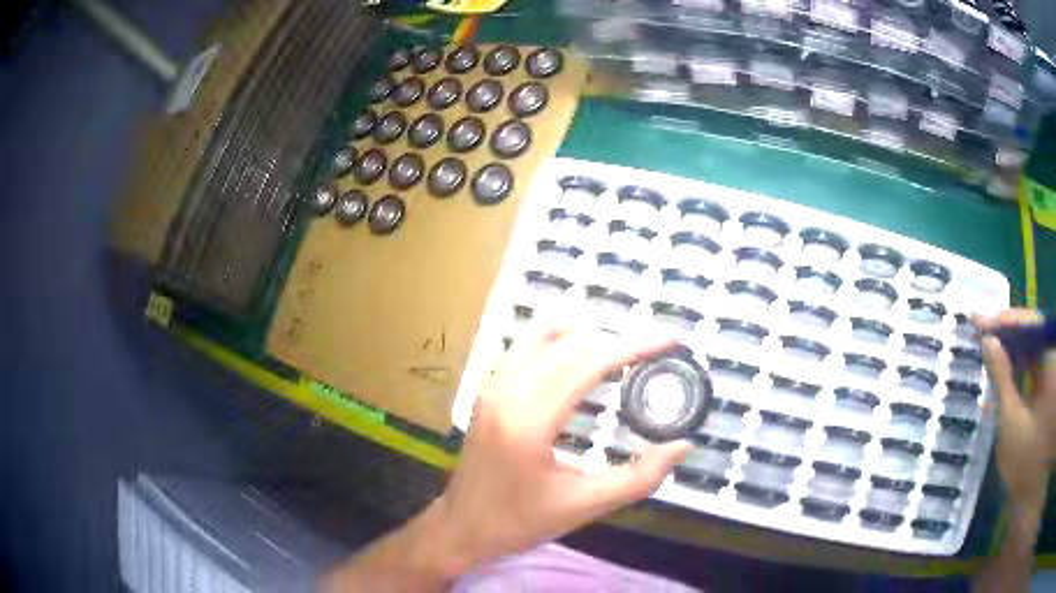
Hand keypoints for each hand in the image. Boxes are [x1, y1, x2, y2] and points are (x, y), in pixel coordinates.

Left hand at [433, 325, 691, 570]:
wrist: (463, 526)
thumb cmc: (520, 521)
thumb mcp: (584, 506)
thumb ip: (638, 478)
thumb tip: (682, 446)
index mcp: (529, 420)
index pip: (589, 362)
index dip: (635, 346)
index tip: (670, 339)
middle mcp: (506, 391)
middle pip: (571, 343)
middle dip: (618, 339)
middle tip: (654, 350)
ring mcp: (492, 386)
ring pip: (544, 335)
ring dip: (589, 335)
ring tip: (624, 350)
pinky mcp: (487, 389)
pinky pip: (526, 346)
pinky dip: (560, 340)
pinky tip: (582, 355)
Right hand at [977, 309, 1055, 503]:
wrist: (1029, 497)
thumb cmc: (1024, 465)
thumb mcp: (1011, 424)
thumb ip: (1001, 379)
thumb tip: (987, 341)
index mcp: (1052, 363)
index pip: (1032, 325)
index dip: (1007, 321)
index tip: (982, 321)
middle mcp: (1054, 361)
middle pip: (1034, 333)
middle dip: (1009, 333)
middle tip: (983, 332)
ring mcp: (1052, 375)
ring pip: (1034, 349)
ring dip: (1014, 348)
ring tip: (991, 347)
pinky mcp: (1049, 389)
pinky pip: (1036, 366)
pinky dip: (1021, 365)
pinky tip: (1005, 369)